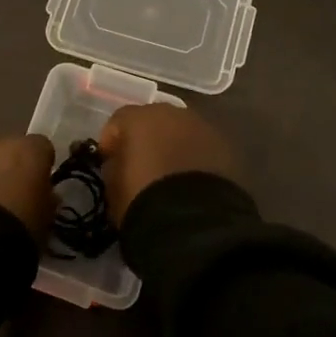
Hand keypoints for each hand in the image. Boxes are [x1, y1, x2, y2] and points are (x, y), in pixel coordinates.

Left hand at [0, 132, 55, 243]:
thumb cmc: (13, 235)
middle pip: (4, 146)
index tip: (36, 186)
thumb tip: (46, 195)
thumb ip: (46, 202)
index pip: (41, 148)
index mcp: (27, 152)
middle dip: (4, 164)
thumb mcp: (43, 224)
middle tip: (2, 195)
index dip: (38, 166)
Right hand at [98, 104, 239, 225]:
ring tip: (170, 175)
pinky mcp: (226, 148)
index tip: (109, 162)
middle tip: (142, 165)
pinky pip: (202, 148)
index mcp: (139, 118)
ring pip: (181, 132)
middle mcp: (172, 114)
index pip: (118, 121)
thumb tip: (120, 162)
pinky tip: (192, 182)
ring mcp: (203, 128)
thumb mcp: (113, 186)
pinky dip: (195, 159)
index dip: (111, 142)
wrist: (193, 222)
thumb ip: (114, 166)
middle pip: (153, 121)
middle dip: (146, 139)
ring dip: (173, 147)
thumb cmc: (143, 199)